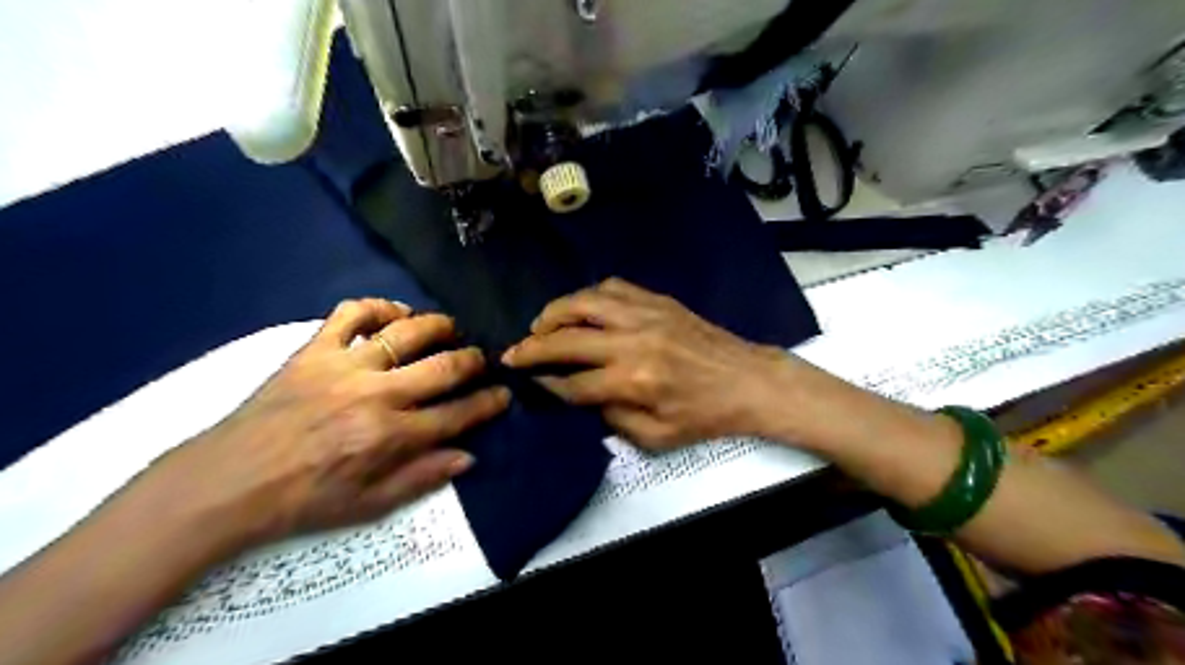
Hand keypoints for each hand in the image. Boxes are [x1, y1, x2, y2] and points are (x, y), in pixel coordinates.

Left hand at [157, 300, 508, 548]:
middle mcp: (376, 395)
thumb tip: (468, 456)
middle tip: (481, 358)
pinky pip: (351, 313)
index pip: (457, 415)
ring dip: (438, 326)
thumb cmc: (303, 500)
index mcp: (391, 437)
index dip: (488, 403)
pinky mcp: (314, 350)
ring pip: (406, 332)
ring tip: (449, 328)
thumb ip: (422, 478)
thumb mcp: (369, 505)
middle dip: (473, 360)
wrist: (228, 482)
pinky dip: (379, 306)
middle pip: (443, 367)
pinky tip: (395, 312)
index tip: (503, 394)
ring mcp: (345, 366)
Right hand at [502, 279, 793, 448]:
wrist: (747, 380)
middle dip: (533, 348)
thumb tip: (579, 395)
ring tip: (538, 325)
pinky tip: (581, 308)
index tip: (530, 383)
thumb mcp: (658, 437)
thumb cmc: (704, 415)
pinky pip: (613, 288)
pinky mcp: (658, 301)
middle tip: (512, 353)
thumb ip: (612, 418)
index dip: (547, 385)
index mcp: (634, 382)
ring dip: (554, 312)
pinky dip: (589, 296)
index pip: (574, 383)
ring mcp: (646, 315)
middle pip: (568, 339)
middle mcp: (634, 342)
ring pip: (585, 302)